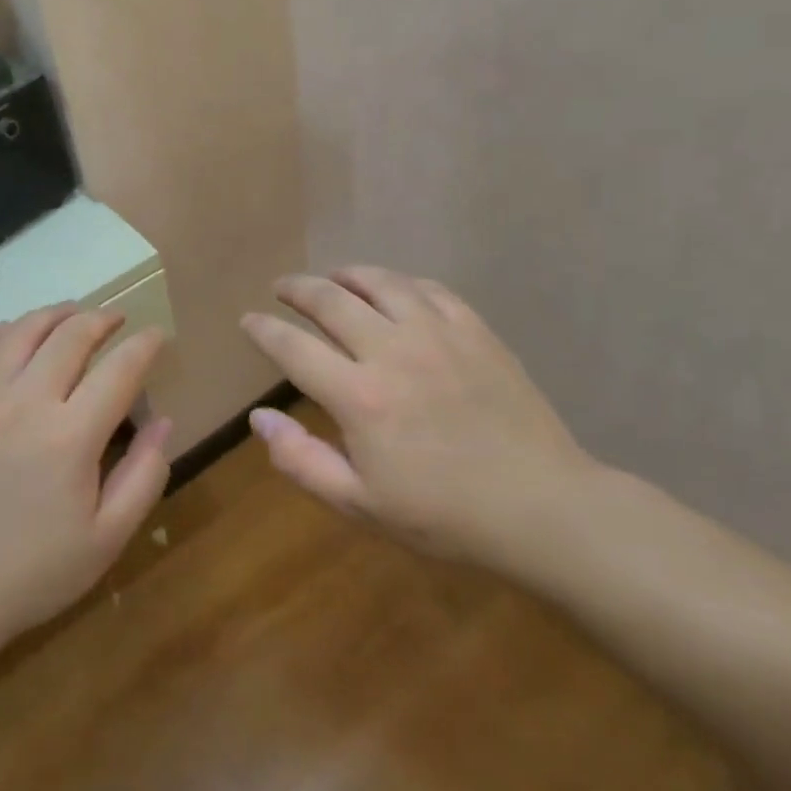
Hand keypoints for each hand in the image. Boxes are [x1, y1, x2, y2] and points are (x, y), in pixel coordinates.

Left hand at [0, 305, 172, 667]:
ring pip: (21, 331)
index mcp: (70, 435)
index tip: (158, 336)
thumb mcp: (106, 538)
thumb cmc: (31, 573)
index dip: (145, 346)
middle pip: (70, 335)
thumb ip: (144, 475)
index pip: (119, 368)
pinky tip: (12, 333)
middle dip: (101, 319)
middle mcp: (25, 401)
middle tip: (117, 320)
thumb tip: (164, 421)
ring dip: (53, 314)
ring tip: (72, 314)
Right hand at [240, 268, 599, 568]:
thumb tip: (259, 417)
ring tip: (332, 277)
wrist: (542, 508)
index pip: (293, 347)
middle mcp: (392, 351)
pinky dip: (401, 282)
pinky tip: (394, 289)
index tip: (248, 320)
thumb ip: (301, 460)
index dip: (264, 329)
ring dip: (346, 275)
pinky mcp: (475, 332)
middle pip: (330, 301)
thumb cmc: (444, 515)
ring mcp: (438, 335)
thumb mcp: (360, 504)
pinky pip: (429, 290)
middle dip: (297, 289)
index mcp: (358, 396)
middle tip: (282, 287)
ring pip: (380, 283)